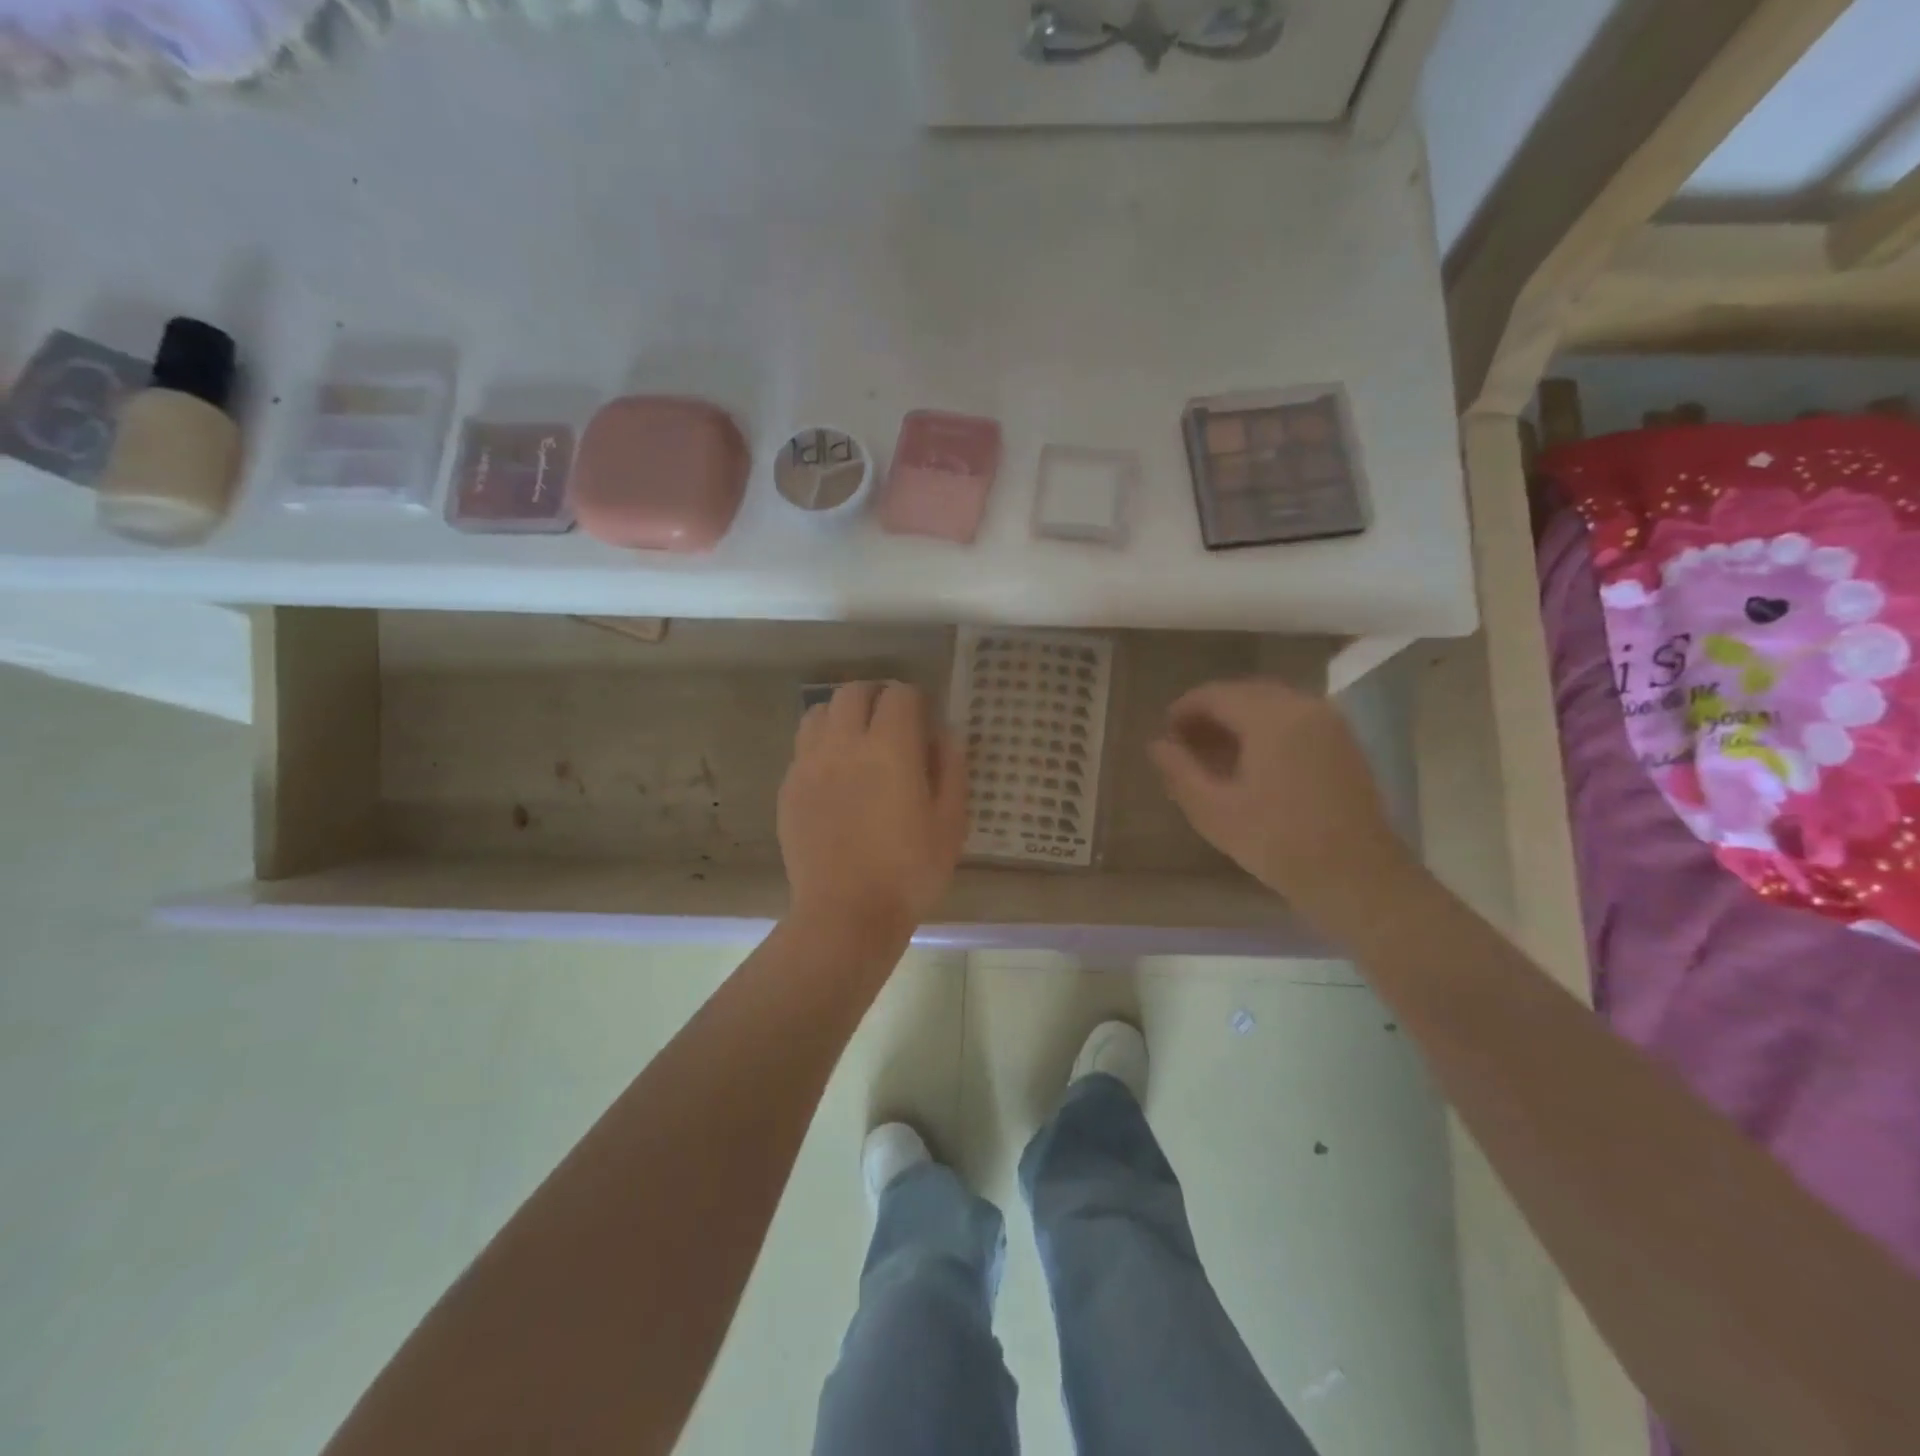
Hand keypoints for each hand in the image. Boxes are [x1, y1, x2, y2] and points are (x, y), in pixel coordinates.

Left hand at [778, 681, 968, 939]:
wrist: (845, 914)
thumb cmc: (909, 872)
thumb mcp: (950, 823)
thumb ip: (950, 769)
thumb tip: (944, 734)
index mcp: (890, 749)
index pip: (899, 694)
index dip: (915, 701)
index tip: (923, 722)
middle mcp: (844, 744)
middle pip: (853, 692)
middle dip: (876, 697)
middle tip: (892, 724)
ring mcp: (809, 764)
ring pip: (819, 712)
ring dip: (842, 715)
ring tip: (857, 742)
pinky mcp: (789, 788)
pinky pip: (803, 747)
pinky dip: (821, 745)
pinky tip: (835, 776)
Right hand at [1150, 678, 1411, 904]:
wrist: (1357, 877)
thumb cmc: (1278, 842)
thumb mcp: (1214, 810)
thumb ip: (1180, 770)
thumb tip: (1156, 744)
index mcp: (1271, 717)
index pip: (1216, 695)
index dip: (1184, 710)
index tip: (1164, 734)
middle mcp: (1303, 706)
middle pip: (1245, 694)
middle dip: (1211, 713)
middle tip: (1184, 744)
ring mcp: (1330, 723)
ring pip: (1271, 705)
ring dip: (1238, 721)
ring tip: (1213, 754)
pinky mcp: (1343, 744)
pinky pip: (1294, 719)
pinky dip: (1266, 729)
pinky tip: (1251, 762)